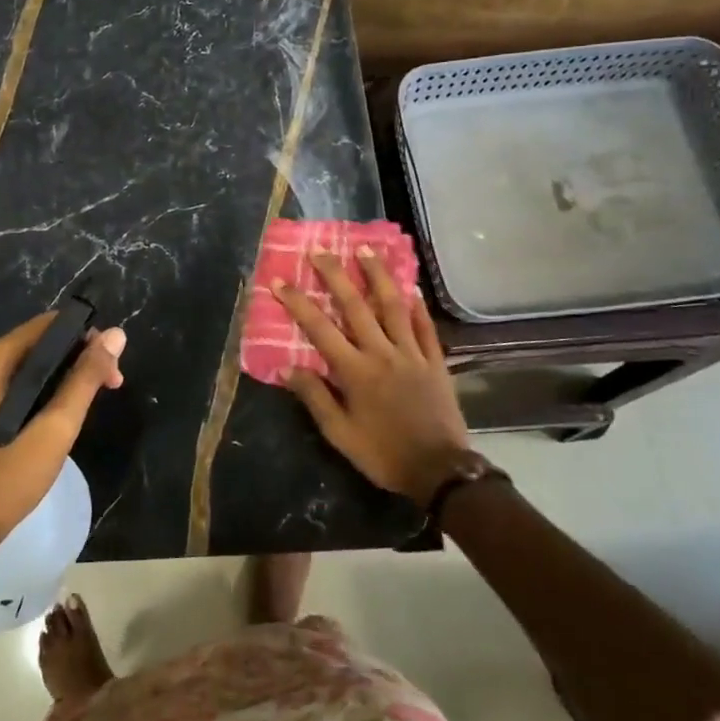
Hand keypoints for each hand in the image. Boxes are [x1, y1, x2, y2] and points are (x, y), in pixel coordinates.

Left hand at [0, 313, 126, 549]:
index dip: (87, 338)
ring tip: (91, 403)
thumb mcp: (56, 427)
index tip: (112, 368)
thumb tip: (117, 334)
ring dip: (65, 376)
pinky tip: (61, 414)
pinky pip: (17, 383)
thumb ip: (86, 377)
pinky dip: (44, 390)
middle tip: (110, 387)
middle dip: (79, 358)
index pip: (50, 325)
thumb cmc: (9, 477)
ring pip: (30, 364)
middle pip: (40, 343)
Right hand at [275, 249, 476, 505]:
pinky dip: (417, 305)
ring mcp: (412, 353)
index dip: (297, 303)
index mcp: (355, 371)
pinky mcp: (435, 361)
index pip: (319, 328)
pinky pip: (425, 326)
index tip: (279, 281)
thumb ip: (315, 397)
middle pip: (355, 306)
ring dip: (377, 275)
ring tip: (366, 249)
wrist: (440, 471)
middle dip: (335, 275)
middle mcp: (381, 353)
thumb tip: (287, 368)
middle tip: (320, 250)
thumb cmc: (383, 454)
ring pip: (393, 305)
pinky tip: (411, 287)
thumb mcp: (340, 434)